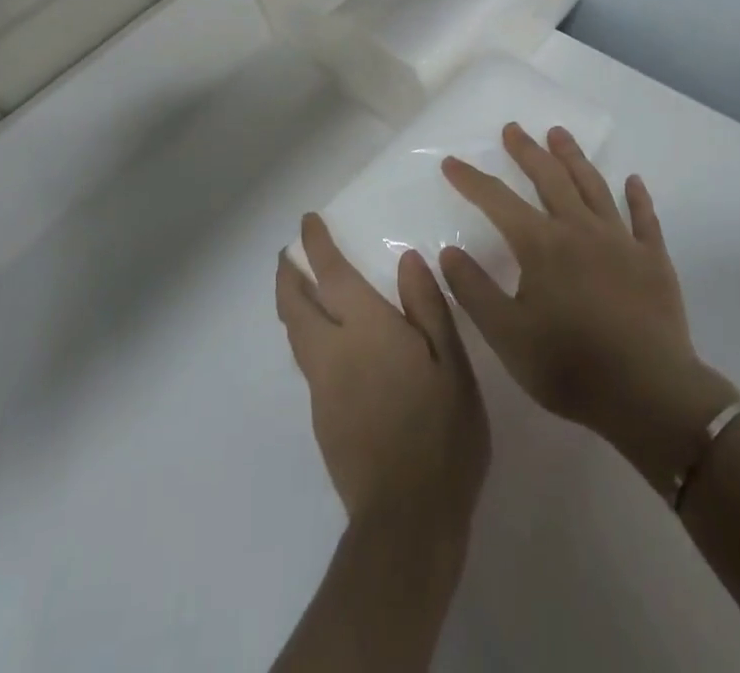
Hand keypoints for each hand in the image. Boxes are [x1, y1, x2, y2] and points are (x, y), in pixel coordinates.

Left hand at [277, 214, 489, 537]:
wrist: (407, 516)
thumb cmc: (441, 430)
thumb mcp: (451, 362)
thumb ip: (426, 306)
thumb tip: (407, 260)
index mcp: (365, 328)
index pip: (331, 274)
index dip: (316, 245)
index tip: (307, 222)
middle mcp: (333, 351)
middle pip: (295, 304)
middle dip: (288, 274)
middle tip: (289, 254)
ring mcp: (322, 388)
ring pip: (295, 334)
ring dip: (291, 304)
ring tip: (299, 290)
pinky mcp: (322, 418)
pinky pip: (307, 362)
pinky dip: (306, 337)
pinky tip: (327, 345)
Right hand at [439, 125, 739, 493]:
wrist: (649, 394)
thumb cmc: (570, 366)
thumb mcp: (507, 336)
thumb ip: (474, 291)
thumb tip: (450, 251)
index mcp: (541, 245)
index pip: (497, 201)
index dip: (472, 180)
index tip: (452, 161)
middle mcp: (579, 229)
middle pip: (549, 177)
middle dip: (527, 151)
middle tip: (513, 129)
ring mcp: (620, 240)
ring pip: (593, 185)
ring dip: (574, 157)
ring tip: (559, 134)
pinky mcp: (652, 258)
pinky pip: (644, 218)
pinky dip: (637, 196)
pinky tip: (633, 180)